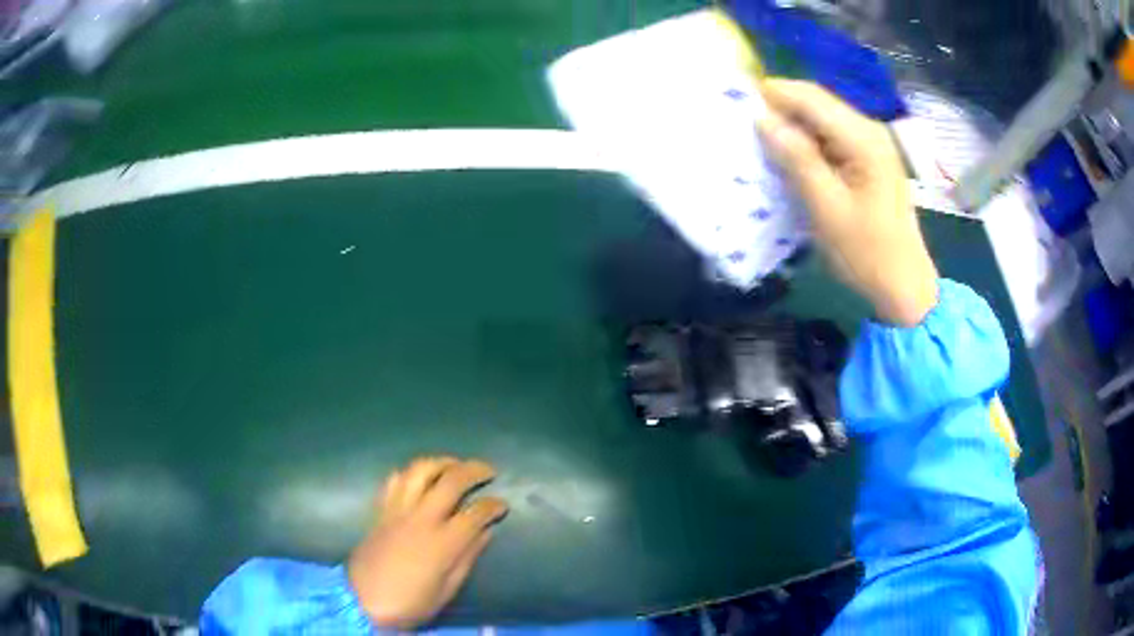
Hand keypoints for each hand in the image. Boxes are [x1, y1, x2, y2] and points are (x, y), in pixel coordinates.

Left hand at [347, 457, 507, 629]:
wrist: (363, 600)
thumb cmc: (411, 602)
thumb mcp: (447, 589)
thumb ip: (468, 557)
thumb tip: (486, 532)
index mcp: (442, 543)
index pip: (476, 513)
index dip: (494, 505)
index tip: (503, 505)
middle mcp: (421, 518)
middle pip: (451, 481)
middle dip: (474, 470)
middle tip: (488, 470)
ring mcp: (398, 510)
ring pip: (420, 471)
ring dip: (441, 462)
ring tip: (455, 465)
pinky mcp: (381, 510)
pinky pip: (395, 480)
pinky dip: (411, 473)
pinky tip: (420, 477)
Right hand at [757, 79, 938, 326]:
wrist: (904, 286)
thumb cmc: (867, 252)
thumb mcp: (827, 208)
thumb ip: (797, 159)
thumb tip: (763, 120)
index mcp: (863, 138)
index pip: (810, 97)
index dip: (772, 93)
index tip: (735, 100)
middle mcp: (868, 131)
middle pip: (816, 103)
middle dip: (779, 108)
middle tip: (742, 123)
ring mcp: (870, 144)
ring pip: (821, 120)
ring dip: (790, 126)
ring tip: (758, 139)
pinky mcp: (868, 160)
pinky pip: (830, 138)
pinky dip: (806, 143)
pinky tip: (788, 156)